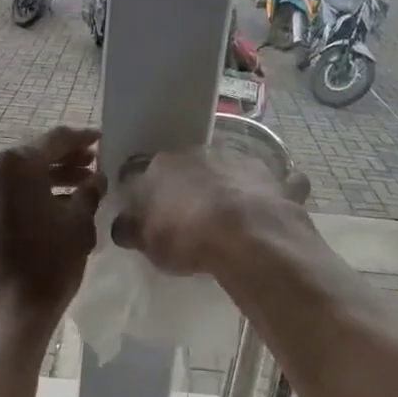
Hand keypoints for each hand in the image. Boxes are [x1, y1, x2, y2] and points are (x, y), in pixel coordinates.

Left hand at [0, 127, 102, 330]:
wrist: (9, 309)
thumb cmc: (49, 263)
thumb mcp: (79, 223)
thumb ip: (90, 191)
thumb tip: (97, 178)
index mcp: (16, 162)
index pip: (57, 139)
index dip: (83, 139)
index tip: (103, 141)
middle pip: (36, 155)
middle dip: (67, 160)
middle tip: (95, 166)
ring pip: (22, 175)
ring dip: (51, 178)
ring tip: (83, 187)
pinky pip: (10, 191)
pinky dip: (33, 193)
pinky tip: (60, 204)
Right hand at [112, 149, 310, 276]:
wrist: (248, 239)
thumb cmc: (187, 239)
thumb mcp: (147, 243)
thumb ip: (131, 230)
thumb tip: (122, 224)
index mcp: (163, 166)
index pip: (144, 173)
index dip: (146, 192)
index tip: (148, 211)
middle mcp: (201, 154)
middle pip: (189, 167)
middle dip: (188, 185)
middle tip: (189, 215)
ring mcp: (242, 161)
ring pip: (230, 169)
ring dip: (228, 185)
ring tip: (230, 217)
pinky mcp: (275, 178)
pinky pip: (273, 184)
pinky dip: (273, 193)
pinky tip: (272, 210)